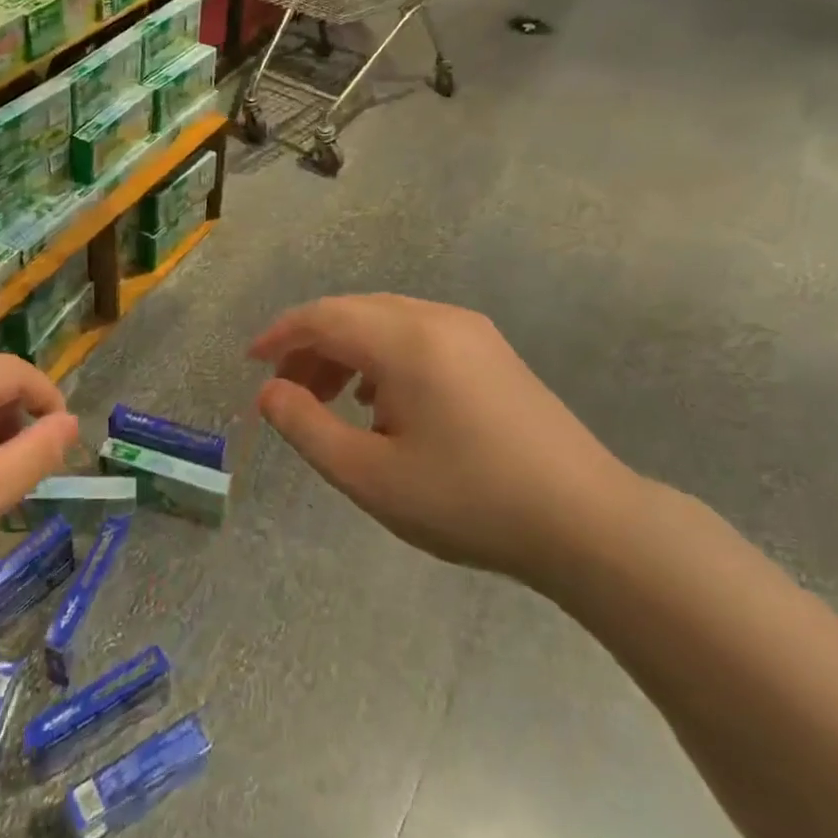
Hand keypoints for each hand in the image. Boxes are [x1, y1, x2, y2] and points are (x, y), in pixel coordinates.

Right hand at [250, 295, 637, 580]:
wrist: (587, 523)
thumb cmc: (468, 501)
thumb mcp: (369, 475)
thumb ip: (306, 427)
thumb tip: (269, 393)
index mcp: (407, 340)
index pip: (324, 317)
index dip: (280, 336)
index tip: (251, 364)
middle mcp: (438, 319)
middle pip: (353, 314)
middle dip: (310, 347)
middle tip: (285, 394)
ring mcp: (471, 332)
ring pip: (385, 323)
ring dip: (346, 353)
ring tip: (327, 401)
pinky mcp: (492, 353)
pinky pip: (417, 337)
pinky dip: (381, 359)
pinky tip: (380, 402)